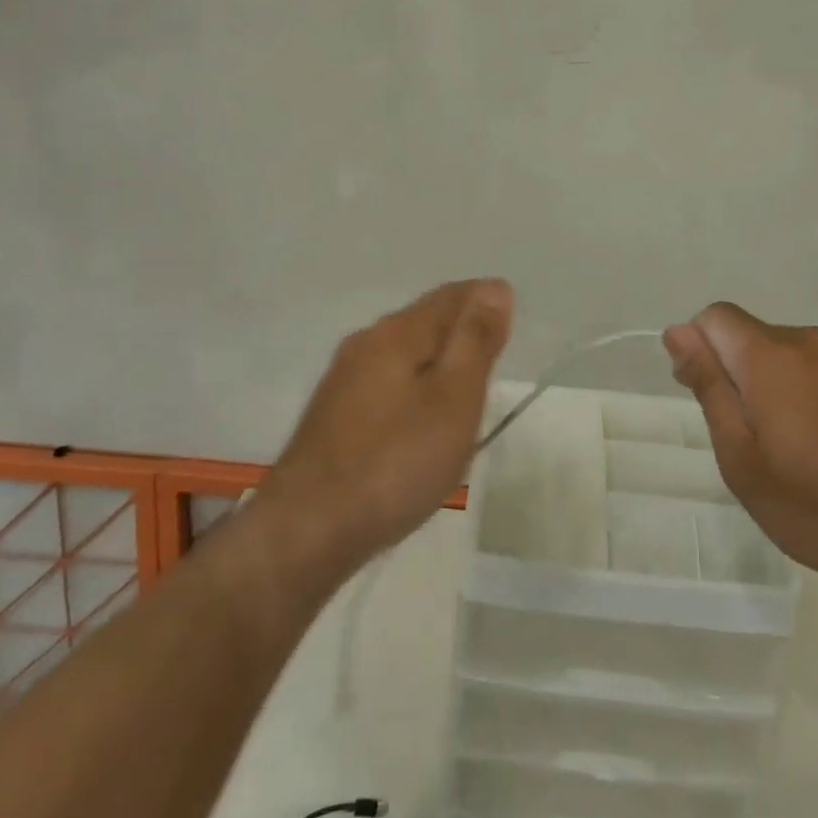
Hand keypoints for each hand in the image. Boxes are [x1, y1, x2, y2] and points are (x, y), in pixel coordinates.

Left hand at [262, 279, 513, 573]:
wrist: (306, 529)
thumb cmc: (395, 461)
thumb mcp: (453, 398)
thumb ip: (475, 340)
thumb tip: (494, 288)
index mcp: (397, 332)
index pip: (450, 296)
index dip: (484, 300)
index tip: (511, 317)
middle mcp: (365, 343)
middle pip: (423, 319)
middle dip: (459, 326)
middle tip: (494, 346)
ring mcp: (343, 379)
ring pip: (402, 351)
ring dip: (435, 356)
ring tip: (464, 380)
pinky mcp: (332, 415)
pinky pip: (385, 381)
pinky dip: (413, 383)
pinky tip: (419, 414)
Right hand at [664, 303, 817, 610]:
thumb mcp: (741, 457)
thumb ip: (709, 385)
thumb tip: (678, 332)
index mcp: (771, 355)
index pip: (715, 317)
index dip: (700, 348)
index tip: (706, 394)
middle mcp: (812, 340)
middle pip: (754, 336)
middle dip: (740, 371)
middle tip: (751, 438)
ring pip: (791, 353)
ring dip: (778, 382)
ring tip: (795, 448)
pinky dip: (813, 392)